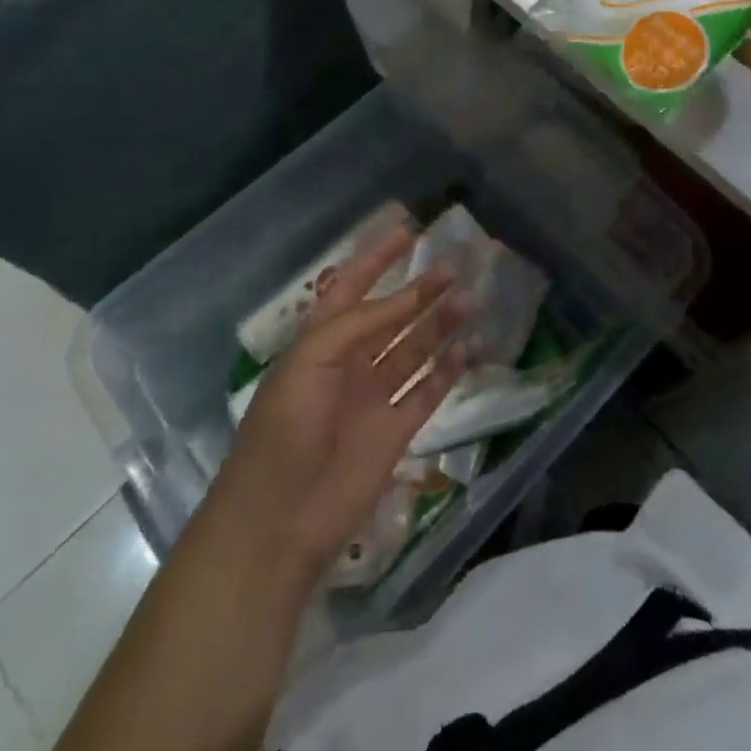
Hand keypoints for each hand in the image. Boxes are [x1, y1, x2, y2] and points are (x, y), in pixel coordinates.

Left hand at [205, 226, 470, 582]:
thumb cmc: (285, 426)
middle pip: (392, 316)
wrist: (279, 519)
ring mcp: (373, 397)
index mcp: (321, 340)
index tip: (408, 232)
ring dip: (440, 325)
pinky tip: (470, 348)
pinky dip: (449, 369)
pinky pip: (427, 391)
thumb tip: (408, 298)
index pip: (352, 286)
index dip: (377, 258)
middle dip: (421, 290)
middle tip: (456, 266)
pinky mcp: (395, 431)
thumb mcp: (312, 358)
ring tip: (470, 301)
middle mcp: (350, 362)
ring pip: (414, 349)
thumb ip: (361, 323)